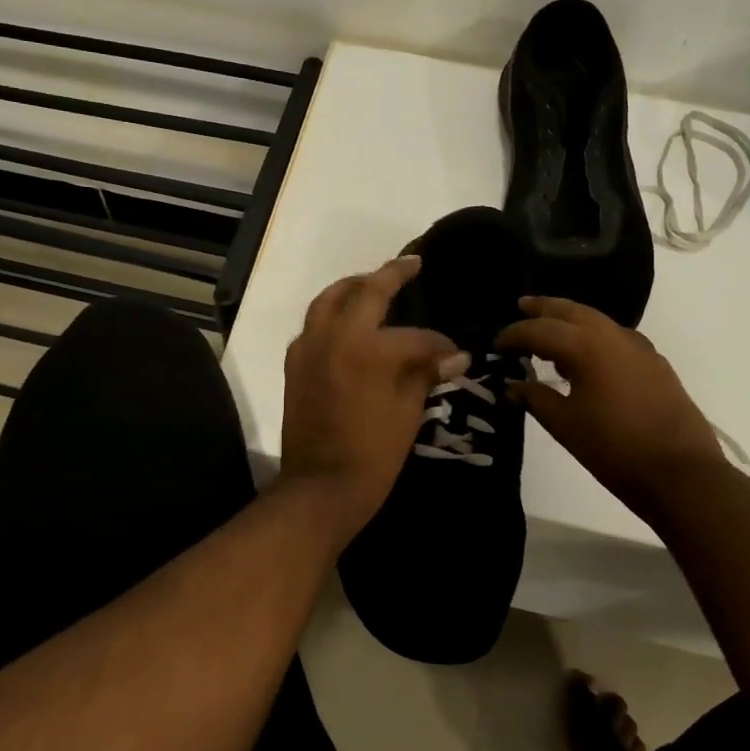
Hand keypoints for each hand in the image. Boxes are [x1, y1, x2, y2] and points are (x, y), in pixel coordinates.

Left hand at [280, 256, 466, 535]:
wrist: (320, 487)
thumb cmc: (372, 454)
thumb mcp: (408, 413)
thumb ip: (425, 374)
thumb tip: (455, 355)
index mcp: (368, 349)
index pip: (413, 336)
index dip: (438, 343)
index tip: (454, 352)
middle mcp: (334, 336)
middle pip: (363, 291)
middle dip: (390, 274)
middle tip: (411, 263)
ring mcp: (309, 347)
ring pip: (329, 299)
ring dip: (353, 286)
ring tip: (373, 282)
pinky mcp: (294, 364)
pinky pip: (313, 324)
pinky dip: (331, 313)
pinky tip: (347, 322)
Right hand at [496, 296, 724, 517]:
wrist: (682, 474)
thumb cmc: (615, 449)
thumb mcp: (564, 425)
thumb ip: (535, 399)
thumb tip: (511, 387)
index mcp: (587, 347)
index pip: (540, 330)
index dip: (514, 334)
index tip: (496, 344)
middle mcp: (613, 337)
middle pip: (572, 310)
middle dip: (545, 308)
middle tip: (522, 305)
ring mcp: (639, 349)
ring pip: (598, 320)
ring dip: (571, 320)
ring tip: (550, 332)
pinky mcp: (655, 365)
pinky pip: (616, 337)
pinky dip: (594, 336)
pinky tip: (588, 356)